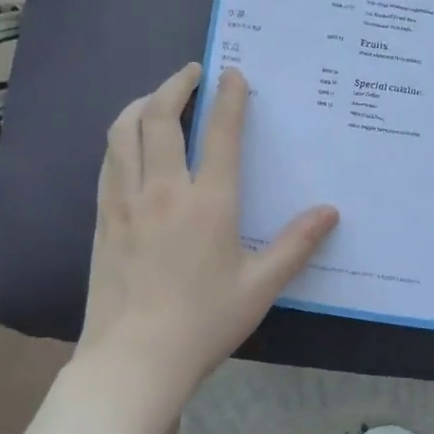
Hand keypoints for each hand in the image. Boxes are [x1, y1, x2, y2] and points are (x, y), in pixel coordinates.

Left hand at [79, 62, 338, 401]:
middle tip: (192, 72)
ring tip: (158, 97)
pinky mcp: (103, 217)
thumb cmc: (203, 323)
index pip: (220, 134)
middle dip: (176, 85)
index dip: (229, 98)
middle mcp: (164, 190)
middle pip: (159, 118)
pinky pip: (109, 161)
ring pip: (124, 132)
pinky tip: (130, 142)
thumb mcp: (260, 286)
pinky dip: (121, 137)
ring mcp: (126, 201)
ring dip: (141, 103)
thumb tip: (330, 211)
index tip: (233, 75)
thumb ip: (296, 244)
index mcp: (208, 202)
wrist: (133, 361)